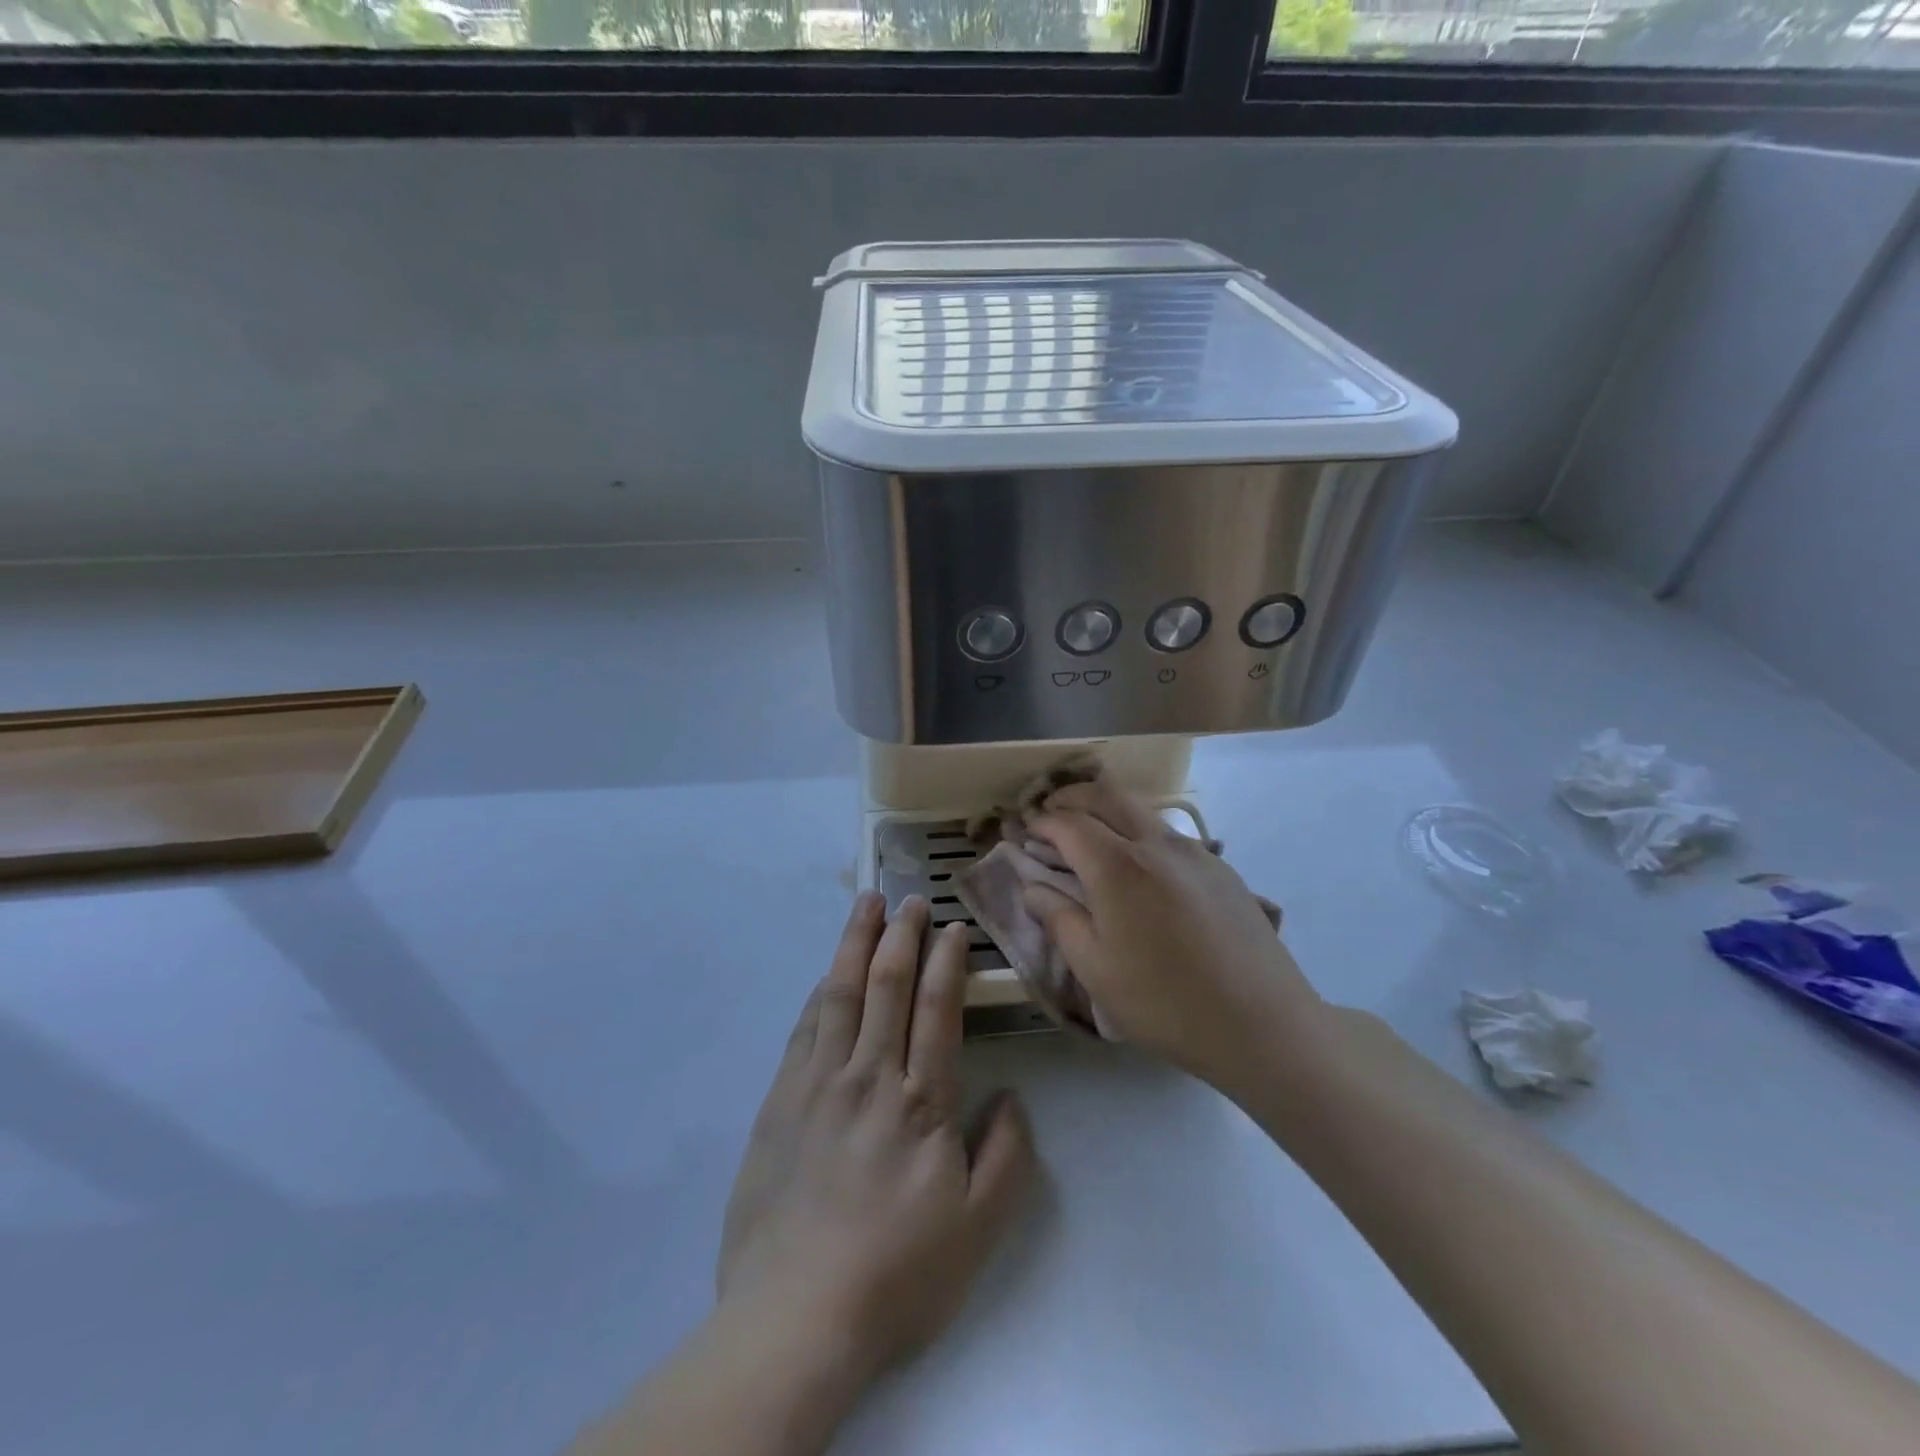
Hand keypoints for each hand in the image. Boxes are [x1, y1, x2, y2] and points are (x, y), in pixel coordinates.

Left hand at [717, 893, 1036, 1383]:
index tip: (953, 928)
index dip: (946, 962)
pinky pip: (805, 1028)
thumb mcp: (979, 1228)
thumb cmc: (897, 1273)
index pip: (936, 1009)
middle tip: (910, 898)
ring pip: (841, 994)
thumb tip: (1011, 1097)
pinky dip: (820, 992)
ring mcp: (819, 1083)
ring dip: (855, 943)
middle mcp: (870, 1076)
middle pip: (887, 985)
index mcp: (921, 1101)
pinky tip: (828, 974)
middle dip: (902, 934)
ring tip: (865, 905)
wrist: (796, 1316)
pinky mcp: (781, 1101)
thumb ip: (1007, 1156)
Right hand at [1022, 777, 1325, 1089]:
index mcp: (1118, 866)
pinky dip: (1140, 833)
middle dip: (1072, 797)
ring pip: (1141, 810)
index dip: (1041, 822)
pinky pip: (1169, 835)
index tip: (1025, 830)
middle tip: (1051, 813)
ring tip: (1092, 836)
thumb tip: (1033, 887)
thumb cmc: (1164, 1002)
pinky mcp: (1221, 870)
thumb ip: (1059, 919)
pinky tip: (1142, 869)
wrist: (1262, 1024)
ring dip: (1108, 810)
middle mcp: (1156, 845)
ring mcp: (1195, 853)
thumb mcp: (1096, 969)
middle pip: (1107, 795)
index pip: (1069, 823)